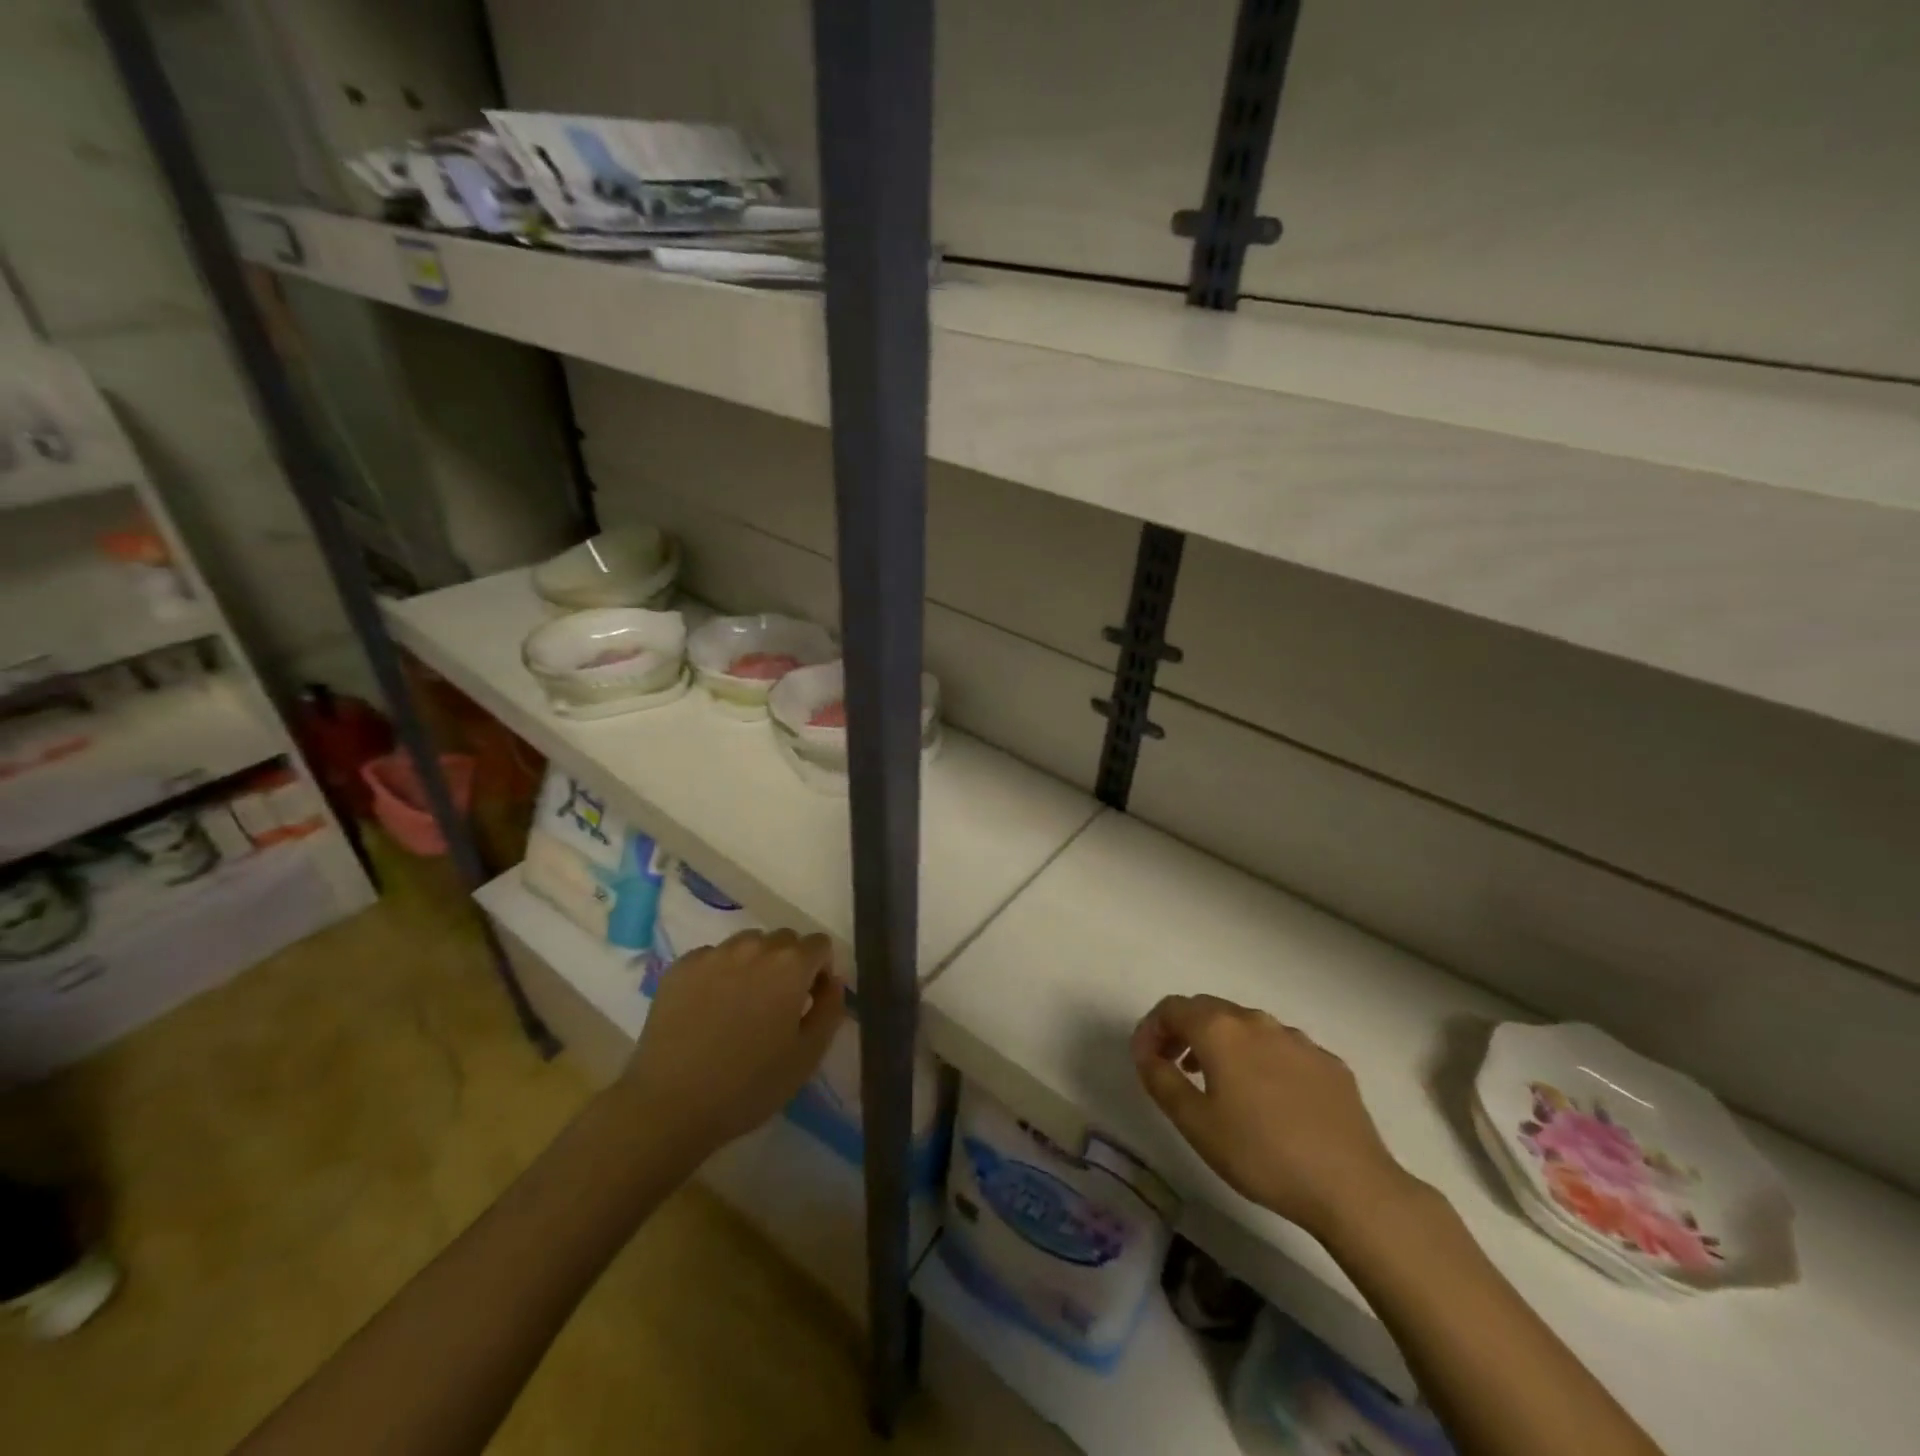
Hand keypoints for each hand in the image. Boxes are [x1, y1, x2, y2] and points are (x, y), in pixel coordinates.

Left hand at [617, 929, 846, 1158]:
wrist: (669, 1105)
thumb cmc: (749, 1085)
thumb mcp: (808, 1055)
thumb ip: (831, 1009)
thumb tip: (831, 981)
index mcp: (790, 965)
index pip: (819, 945)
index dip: (819, 971)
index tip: (808, 1002)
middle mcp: (754, 947)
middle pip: (784, 940)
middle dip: (788, 964)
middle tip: (775, 1006)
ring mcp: (713, 953)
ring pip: (748, 944)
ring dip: (754, 964)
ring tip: (740, 1006)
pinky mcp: (680, 967)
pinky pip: (713, 957)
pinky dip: (719, 973)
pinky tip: (709, 1010)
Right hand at [1131, 994, 1416, 1243]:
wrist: (1352, 1186)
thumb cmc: (1261, 1154)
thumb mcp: (1195, 1124)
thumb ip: (1161, 1081)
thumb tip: (1146, 1054)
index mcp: (1220, 1030)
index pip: (1172, 1008)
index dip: (1150, 1028)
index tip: (1145, 1060)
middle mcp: (1257, 1022)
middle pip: (1208, 1010)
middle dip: (1183, 1032)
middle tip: (1173, 1067)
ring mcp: (1297, 1040)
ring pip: (1247, 1027)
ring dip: (1222, 1045)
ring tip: (1218, 1084)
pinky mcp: (1328, 1063)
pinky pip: (1281, 1049)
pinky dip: (1261, 1060)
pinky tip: (1268, 1100)